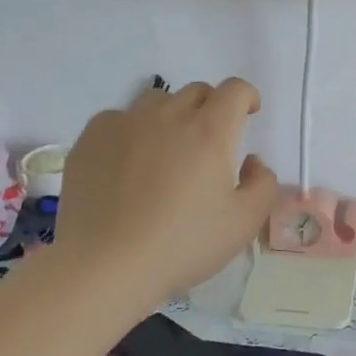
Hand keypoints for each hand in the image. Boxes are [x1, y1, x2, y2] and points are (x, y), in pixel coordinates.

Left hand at [52, 78, 279, 316]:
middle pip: (197, 91)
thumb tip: (252, 162)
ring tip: (166, 150)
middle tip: (209, 143)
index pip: (235, 89)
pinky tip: (127, 164)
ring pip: (157, 101)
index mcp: (210, 131)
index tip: (248, 114)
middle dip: (211, 107)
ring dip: (171, 115)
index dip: (246, 96)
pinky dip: (131, 131)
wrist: (104, 266)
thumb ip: (263, 184)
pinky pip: (118, 119)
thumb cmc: (182, 245)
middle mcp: (169, 115)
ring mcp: (125, 123)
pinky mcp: (91, 139)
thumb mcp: (244, 223)